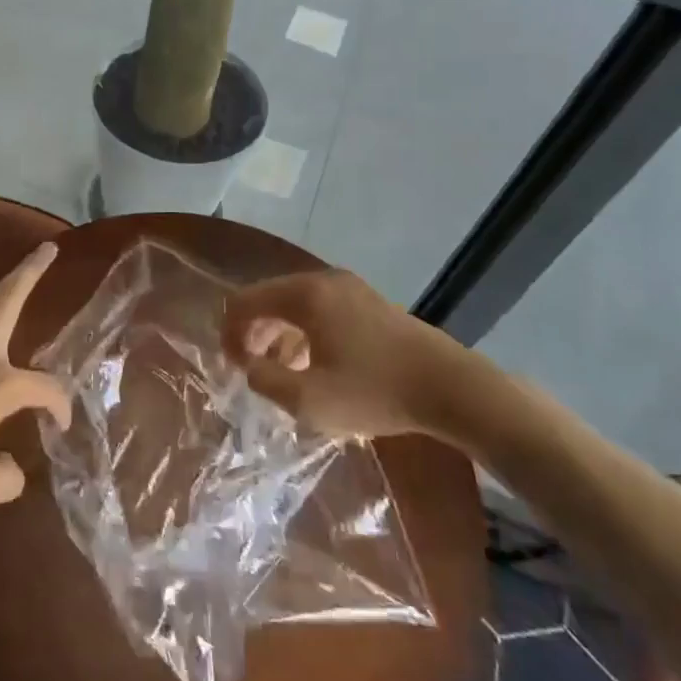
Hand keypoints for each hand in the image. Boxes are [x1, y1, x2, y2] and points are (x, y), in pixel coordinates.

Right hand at [222, 269, 497, 444]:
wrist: (450, 387)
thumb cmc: (375, 392)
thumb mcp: (309, 400)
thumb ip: (265, 381)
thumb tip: (251, 366)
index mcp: (304, 295)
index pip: (244, 302)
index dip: (229, 334)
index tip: (233, 369)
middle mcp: (323, 280)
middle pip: (268, 298)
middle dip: (253, 334)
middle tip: (252, 371)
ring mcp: (349, 288)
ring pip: (295, 304)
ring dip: (279, 335)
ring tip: (282, 373)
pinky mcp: (369, 302)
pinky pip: (320, 309)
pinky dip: (305, 332)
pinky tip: (315, 365)